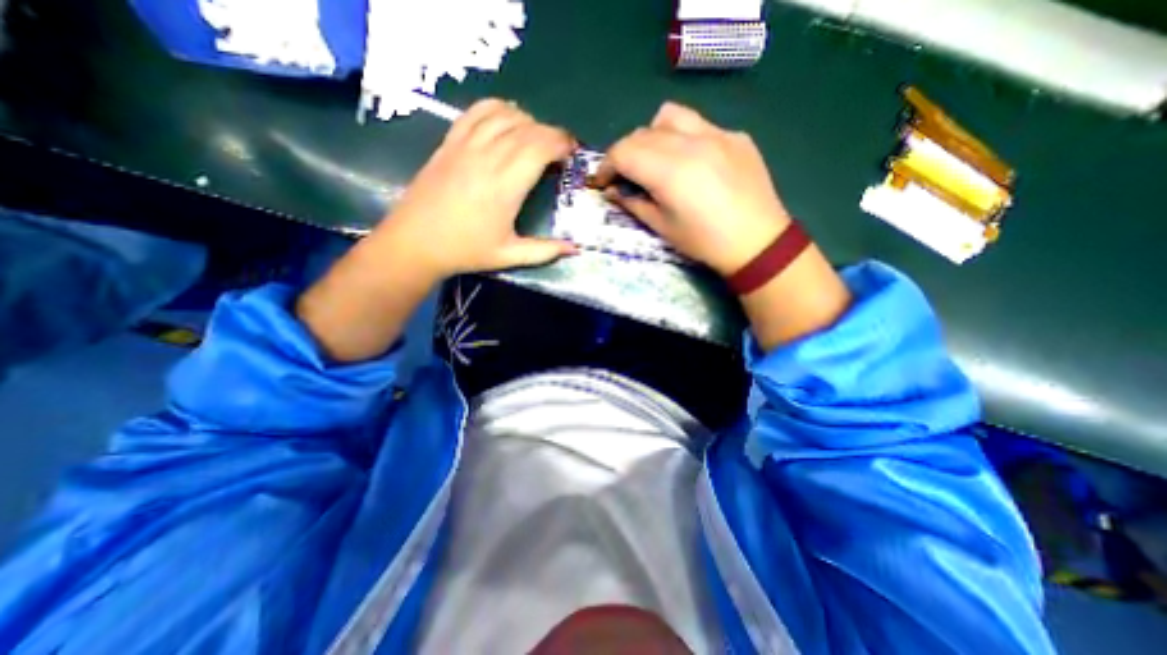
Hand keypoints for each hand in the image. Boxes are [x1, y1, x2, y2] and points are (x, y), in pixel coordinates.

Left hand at [297, 99, 576, 363]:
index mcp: (505, 186)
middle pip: (527, 128)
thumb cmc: (465, 251)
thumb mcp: (509, 256)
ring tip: (536, 139)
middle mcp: (487, 157)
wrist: (415, 242)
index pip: (539, 146)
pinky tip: (507, 123)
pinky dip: (498, 110)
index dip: (561, 143)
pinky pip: (477, 111)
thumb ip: (545, 251)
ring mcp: (465, 145)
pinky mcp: (450, 142)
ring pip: (504, 114)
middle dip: (551, 133)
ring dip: (528, 121)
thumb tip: (575, 249)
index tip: (572, 153)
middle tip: (560, 151)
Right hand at [597, 99, 854, 347]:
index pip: (623, 152)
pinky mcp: (735, 136)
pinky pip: (699, 125)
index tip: (602, 181)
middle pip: (641, 133)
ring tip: (656, 159)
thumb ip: (633, 203)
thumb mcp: (663, 227)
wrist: (758, 242)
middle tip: (625, 176)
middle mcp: (690, 142)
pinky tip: (692, 162)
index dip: (606, 165)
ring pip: (669, 116)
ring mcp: (717, 134)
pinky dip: (683, 138)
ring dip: (652, 135)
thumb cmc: (704, 242)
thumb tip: (612, 191)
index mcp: (669, 171)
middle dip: (625, 153)